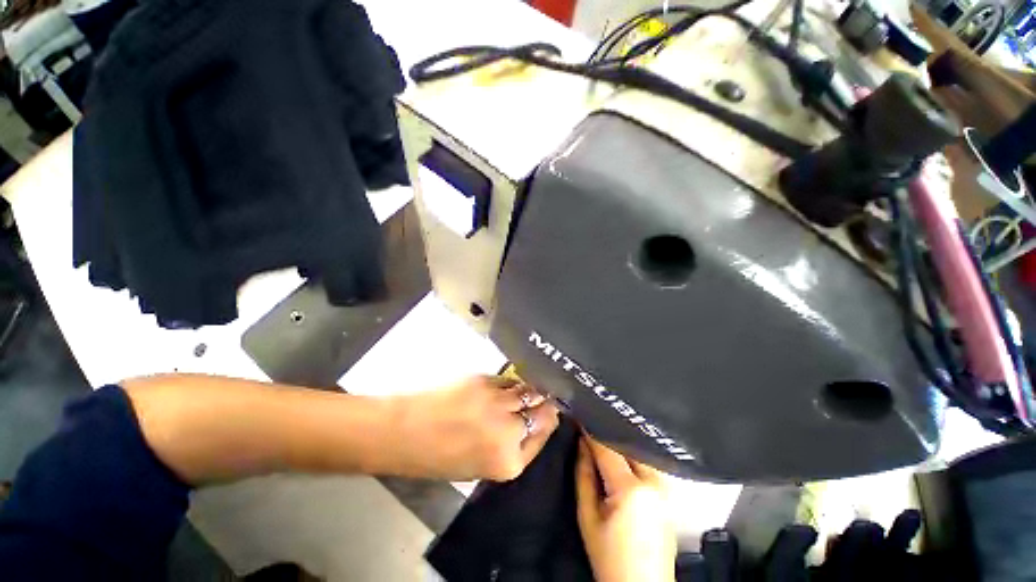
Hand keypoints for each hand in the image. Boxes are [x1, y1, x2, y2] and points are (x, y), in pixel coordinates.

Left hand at [388, 376, 559, 480]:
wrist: (404, 432)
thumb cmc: (437, 457)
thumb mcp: (478, 467)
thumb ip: (509, 448)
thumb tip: (528, 424)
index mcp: (509, 462)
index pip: (543, 436)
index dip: (546, 424)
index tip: (549, 413)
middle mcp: (509, 431)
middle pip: (543, 412)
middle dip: (545, 405)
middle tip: (542, 400)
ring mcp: (499, 403)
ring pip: (529, 391)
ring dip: (531, 391)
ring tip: (527, 390)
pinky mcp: (486, 381)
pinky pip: (509, 380)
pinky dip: (512, 383)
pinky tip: (505, 385)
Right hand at [576, 436, 676, 581]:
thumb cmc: (610, 557)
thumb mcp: (587, 516)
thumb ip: (583, 475)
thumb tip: (582, 443)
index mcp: (631, 489)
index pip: (608, 448)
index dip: (591, 431)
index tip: (580, 416)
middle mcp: (654, 482)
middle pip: (627, 444)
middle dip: (608, 434)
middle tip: (590, 425)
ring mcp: (666, 488)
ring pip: (639, 451)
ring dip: (621, 444)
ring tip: (603, 440)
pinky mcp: (670, 494)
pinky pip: (648, 464)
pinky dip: (632, 456)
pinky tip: (620, 456)